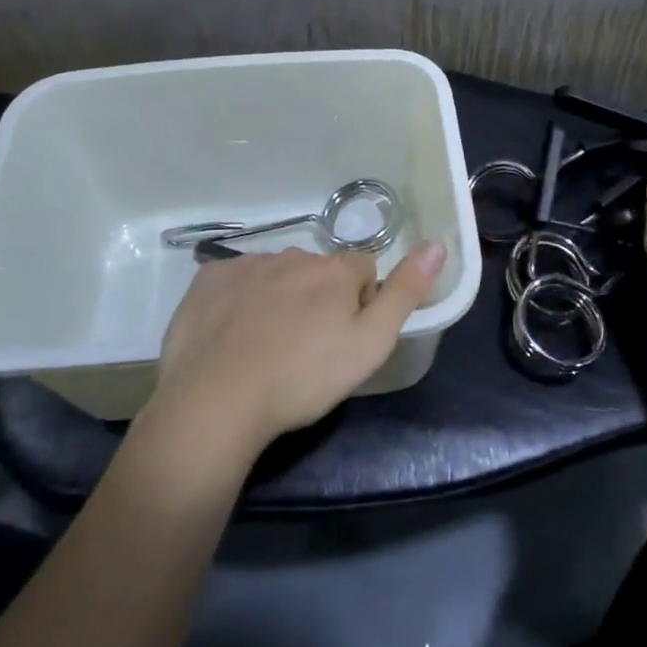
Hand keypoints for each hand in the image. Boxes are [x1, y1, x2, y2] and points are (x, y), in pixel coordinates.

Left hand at [144, 242, 446, 467]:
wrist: (216, 402)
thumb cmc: (303, 379)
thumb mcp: (370, 345)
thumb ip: (406, 293)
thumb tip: (437, 245)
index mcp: (335, 270)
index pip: (363, 271)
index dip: (360, 304)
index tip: (344, 340)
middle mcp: (294, 255)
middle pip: (319, 272)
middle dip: (319, 299)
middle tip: (306, 349)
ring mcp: (247, 264)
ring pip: (278, 274)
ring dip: (280, 298)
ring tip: (267, 347)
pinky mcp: (209, 279)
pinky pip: (236, 280)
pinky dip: (240, 300)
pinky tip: (232, 335)